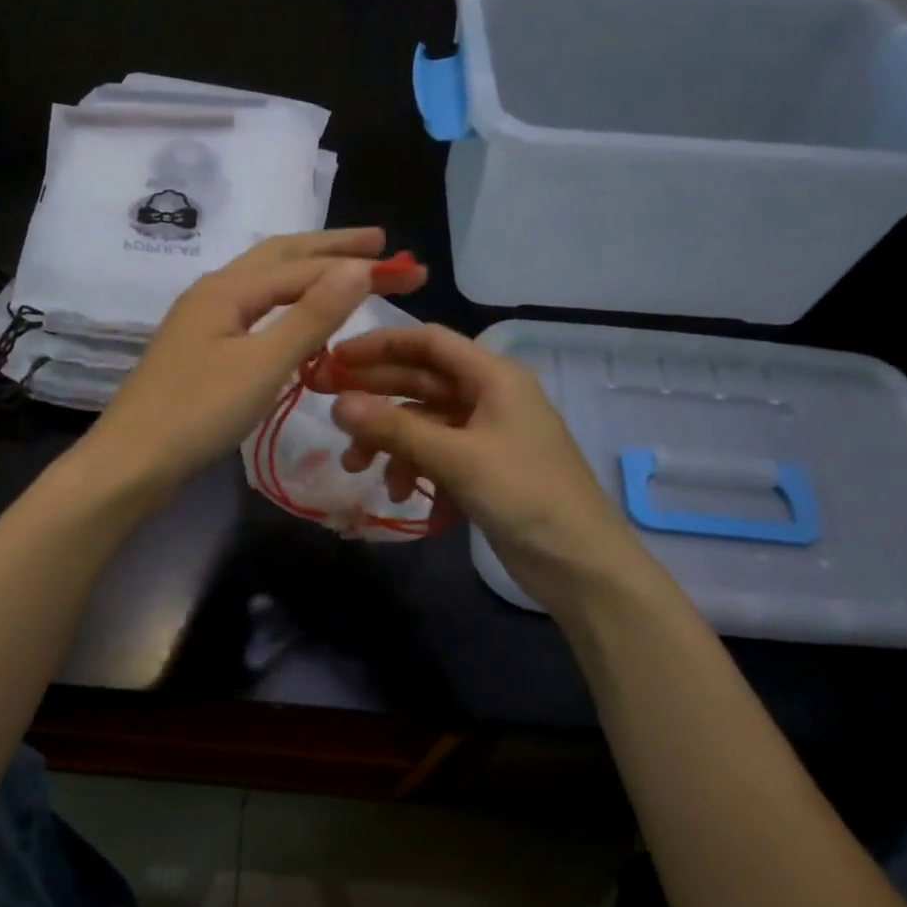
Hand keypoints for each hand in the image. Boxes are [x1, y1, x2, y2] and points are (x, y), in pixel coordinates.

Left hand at [84, 228, 426, 498]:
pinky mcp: (200, 351)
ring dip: (307, 272)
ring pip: (264, 283)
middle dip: (331, 249)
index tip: (407, 269)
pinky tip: (296, 317)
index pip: (305, 267)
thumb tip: (358, 267)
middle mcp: (213, 293)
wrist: (133, 461)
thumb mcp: (264, 363)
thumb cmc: (200, 412)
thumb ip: (312, 315)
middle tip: (379, 243)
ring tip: (344, 269)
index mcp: (228, 289)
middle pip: (280, 258)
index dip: (358, 265)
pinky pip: (254, 311)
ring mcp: (203, 322)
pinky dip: (286, 303)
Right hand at [310, 324, 649, 617]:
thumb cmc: (525, 495)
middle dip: (374, 397)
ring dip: (389, 443)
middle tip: (326, 408)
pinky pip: (436, 456)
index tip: (334, 360)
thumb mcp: (457, 458)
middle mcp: (489, 397)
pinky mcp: (482, 470)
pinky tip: (402, 495)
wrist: (580, 563)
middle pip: (420, 382)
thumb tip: (337, 404)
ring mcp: (486, 435)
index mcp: (494, 377)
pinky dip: (414, 470)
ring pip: (423, 424)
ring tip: (357, 467)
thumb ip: (396, 429)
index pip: (428, 342)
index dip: (379, 346)